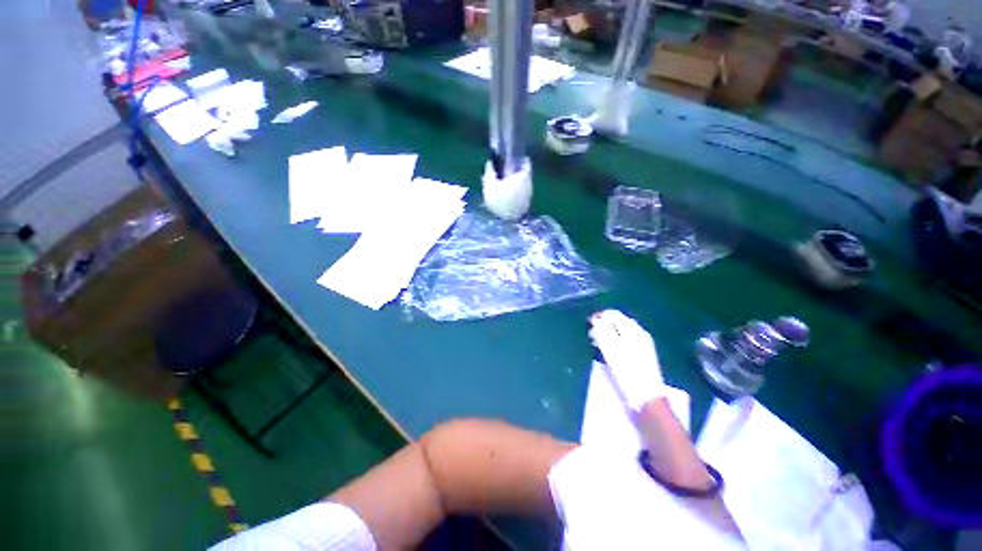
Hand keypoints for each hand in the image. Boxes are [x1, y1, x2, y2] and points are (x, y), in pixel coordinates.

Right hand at [589, 310, 665, 410]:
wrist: (646, 395)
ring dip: (608, 334)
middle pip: (618, 322)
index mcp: (633, 330)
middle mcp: (640, 333)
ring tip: (597, 343)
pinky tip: (610, 350)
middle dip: (603, 325)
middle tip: (592, 335)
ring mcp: (643, 344)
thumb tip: (596, 319)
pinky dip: (615, 341)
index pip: (614, 314)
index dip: (599, 317)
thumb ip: (602, 331)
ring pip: (621, 331)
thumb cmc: (627, 371)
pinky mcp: (643, 354)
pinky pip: (625, 340)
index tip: (588, 325)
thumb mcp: (610, 349)